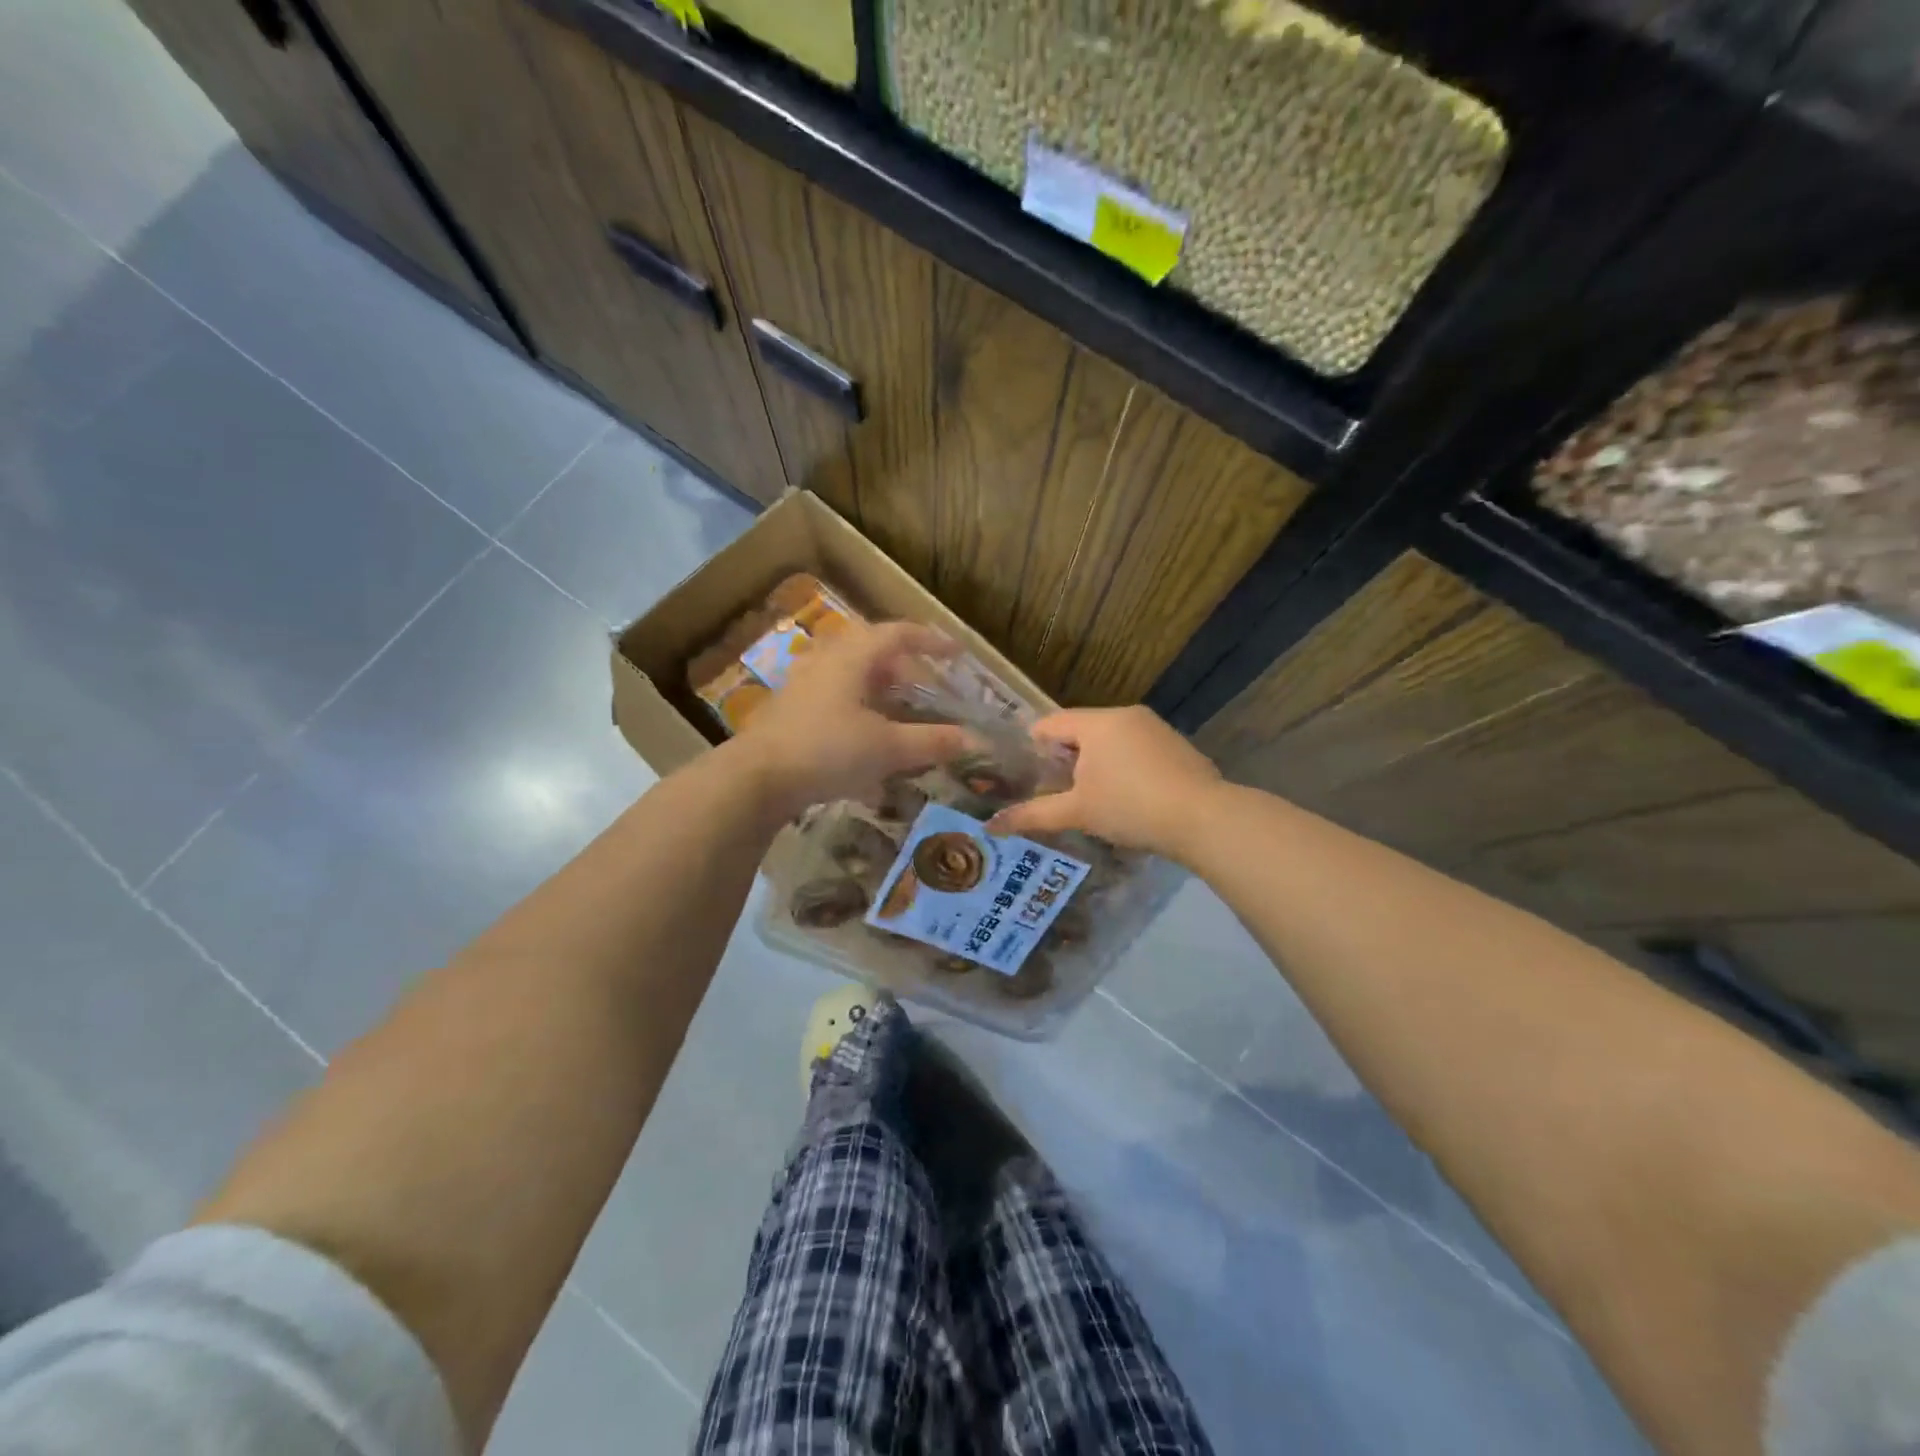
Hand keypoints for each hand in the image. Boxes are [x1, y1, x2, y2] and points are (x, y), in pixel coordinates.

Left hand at [730, 621, 972, 815]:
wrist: (756, 778)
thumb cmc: (827, 750)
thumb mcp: (887, 747)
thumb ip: (931, 741)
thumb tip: (972, 739)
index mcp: (852, 656)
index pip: (898, 634)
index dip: (931, 641)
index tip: (956, 654)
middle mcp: (826, 661)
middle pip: (873, 652)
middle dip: (905, 669)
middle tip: (929, 690)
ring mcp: (803, 685)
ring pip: (851, 676)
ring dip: (880, 691)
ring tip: (901, 715)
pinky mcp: (790, 710)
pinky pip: (834, 699)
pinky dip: (859, 712)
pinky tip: (867, 744)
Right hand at [988, 706, 1222, 858]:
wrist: (1205, 819)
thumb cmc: (1131, 807)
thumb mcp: (1078, 812)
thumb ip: (1034, 815)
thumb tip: (991, 826)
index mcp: (1098, 722)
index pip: (1051, 723)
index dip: (1032, 747)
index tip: (1023, 774)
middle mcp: (1126, 715)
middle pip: (1081, 729)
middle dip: (1065, 757)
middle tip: (1053, 789)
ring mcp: (1156, 728)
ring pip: (1110, 739)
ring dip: (1095, 762)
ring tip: (1088, 797)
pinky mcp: (1176, 746)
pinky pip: (1135, 749)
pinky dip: (1122, 766)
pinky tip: (1126, 797)